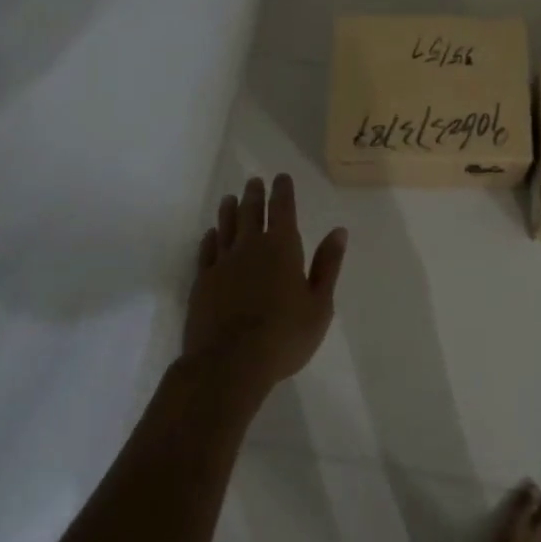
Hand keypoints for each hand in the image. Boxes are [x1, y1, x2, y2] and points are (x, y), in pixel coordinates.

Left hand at [183, 173, 347, 401]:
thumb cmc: (284, 336)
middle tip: (254, 181)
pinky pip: (206, 251)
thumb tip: (338, 231)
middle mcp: (251, 247)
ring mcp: (223, 263)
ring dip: (229, 210)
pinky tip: (210, 234)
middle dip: (255, 195)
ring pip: (226, 227)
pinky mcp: (203, 282)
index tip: (280, 177)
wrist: (229, 364)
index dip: (282, 191)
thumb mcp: (319, 304)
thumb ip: (327, 265)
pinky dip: (209, 238)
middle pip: (251, 212)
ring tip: (230, 198)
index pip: (283, 209)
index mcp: (282, 248)